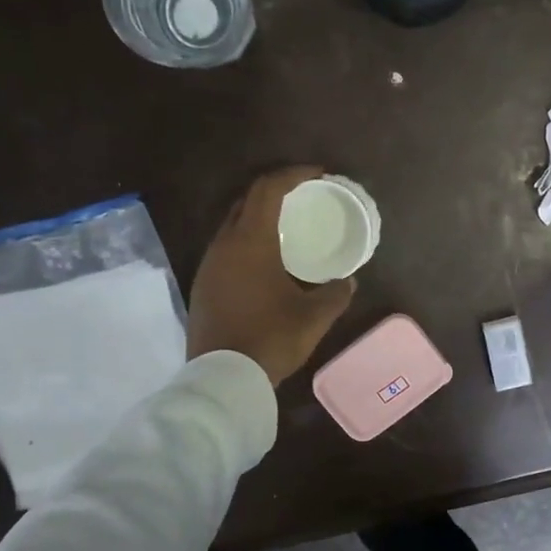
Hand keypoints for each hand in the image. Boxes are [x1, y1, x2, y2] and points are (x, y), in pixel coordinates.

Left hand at [187, 166, 356, 386]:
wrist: (222, 377)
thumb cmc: (270, 338)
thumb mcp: (314, 317)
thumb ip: (335, 294)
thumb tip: (348, 282)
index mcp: (252, 241)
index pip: (269, 189)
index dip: (294, 174)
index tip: (317, 173)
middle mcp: (225, 244)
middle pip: (246, 201)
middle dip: (274, 190)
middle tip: (302, 196)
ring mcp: (209, 265)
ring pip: (232, 225)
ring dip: (257, 217)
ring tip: (285, 228)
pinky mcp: (202, 285)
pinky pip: (225, 249)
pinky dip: (246, 242)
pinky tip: (263, 262)